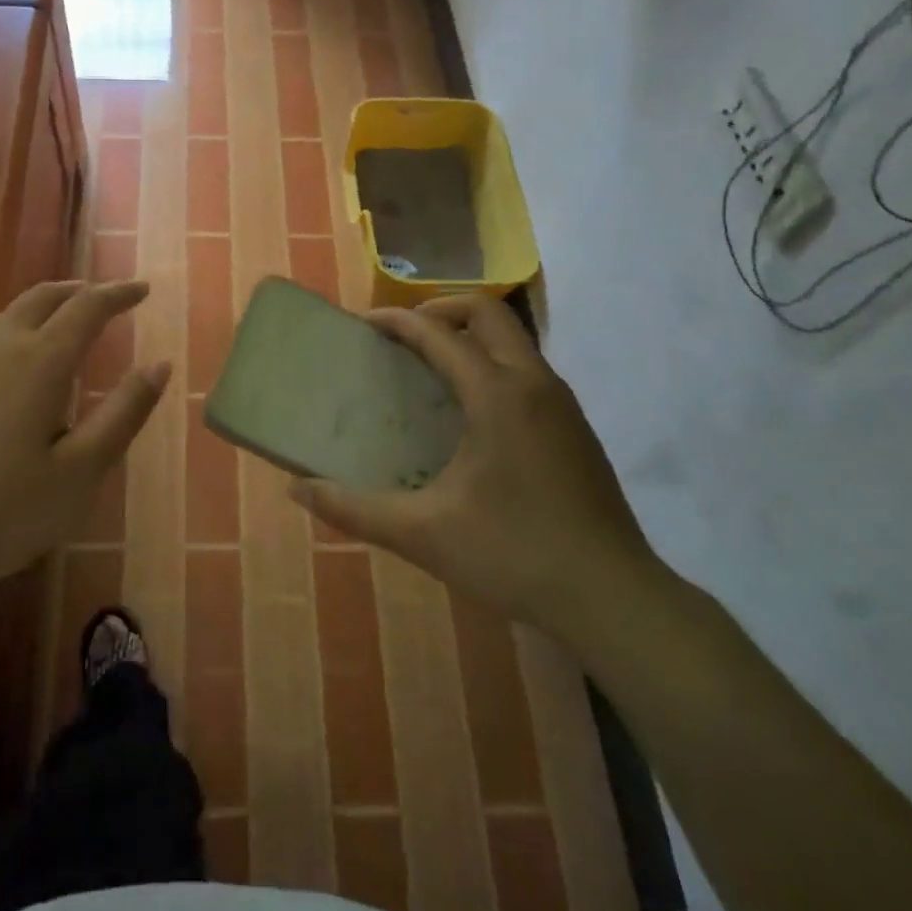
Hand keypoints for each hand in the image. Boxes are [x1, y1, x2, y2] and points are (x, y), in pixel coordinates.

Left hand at [0, 280, 168, 611]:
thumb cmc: (3, 512)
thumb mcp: (80, 471)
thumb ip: (124, 412)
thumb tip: (159, 365)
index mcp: (39, 360)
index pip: (87, 306)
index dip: (118, 293)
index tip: (142, 289)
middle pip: (42, 298)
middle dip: (77, 292)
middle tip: (102, 299)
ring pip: (3, 317)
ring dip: (39, 313)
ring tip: (58, 331)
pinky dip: (4, 341)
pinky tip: (2, 378)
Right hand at [288, 294, 664, 639]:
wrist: (614, 599)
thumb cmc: (514, 555)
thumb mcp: (423, 534)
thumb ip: (354, 509)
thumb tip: (298, 489)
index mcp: (497, 395)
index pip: (439, 334)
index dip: (396, 322)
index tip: (362, 325)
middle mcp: (534, 384)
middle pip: (486, 313)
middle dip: (439, 311)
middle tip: (401, 338)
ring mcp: (562, 404)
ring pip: (513, 340)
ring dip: (469, 337)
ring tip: (428, 369)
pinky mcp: (575, 429)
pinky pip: (526, 370)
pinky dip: (491, 364)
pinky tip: (470, 414)